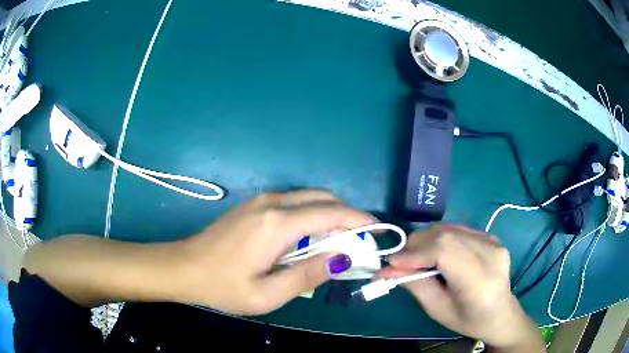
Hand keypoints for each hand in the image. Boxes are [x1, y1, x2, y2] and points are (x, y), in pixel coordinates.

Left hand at [173, 190, 376, 314]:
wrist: (184, 267)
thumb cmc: (224, 286)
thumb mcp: (268, 294)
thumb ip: (308, 274)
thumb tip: (342, 258)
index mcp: (277, 224)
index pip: (331, 213)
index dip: (358, 220)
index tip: (377, 230)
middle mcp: (272, 203)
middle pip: (323, 198)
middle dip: (347, 215)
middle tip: (359, 241)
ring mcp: (262, 200)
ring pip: (309, 198)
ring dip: (330, 214)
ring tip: (339, 242)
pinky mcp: (255, 205)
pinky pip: (294, 202)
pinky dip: (312, 214)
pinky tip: (310, 237)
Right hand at [377, 224, 543, 351]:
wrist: (500, 313)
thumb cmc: (468, 319)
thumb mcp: (438, 309)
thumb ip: (415, 285)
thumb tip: (387, 269)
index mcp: (480, 281)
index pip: (445, 251)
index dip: (416, 253)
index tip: (393, 262)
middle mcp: (490, 254)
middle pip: (446, 235)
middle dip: (417, 244)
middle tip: (400, 260)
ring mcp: (493, 242)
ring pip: (450, 228)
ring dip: (427, 239)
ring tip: (416, 256)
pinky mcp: (491, 236)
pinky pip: (458, 230)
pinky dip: (440, 238)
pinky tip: (437, 252)